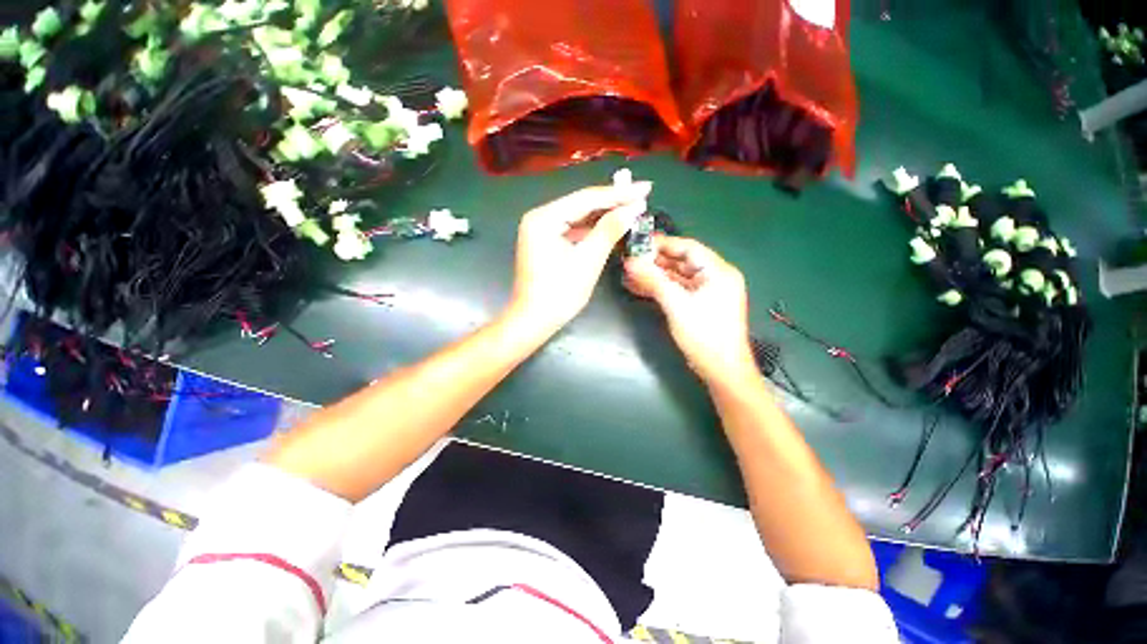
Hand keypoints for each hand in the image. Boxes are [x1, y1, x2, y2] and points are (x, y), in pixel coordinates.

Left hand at [510, 182, 651, 332]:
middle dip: (612, 202)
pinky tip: (611, 227)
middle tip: (642, 196)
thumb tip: (633, 208)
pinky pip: (573, 230)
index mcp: (544, 218)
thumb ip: (609, 231)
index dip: (618, 194)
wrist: (534, 320)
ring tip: (632, 209)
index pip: (586, 199)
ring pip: (578, 217)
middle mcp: (539, 217)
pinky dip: (592, 230)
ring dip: (604, 216)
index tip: (645, 188)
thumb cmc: (559, 293)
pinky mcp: (545, 242)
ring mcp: (541, 230)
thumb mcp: (587, 260)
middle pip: (581, 205)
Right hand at [623, 236, 755, 383]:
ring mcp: (707, 292)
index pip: (688, 247)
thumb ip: (653, 281)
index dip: (663, 244)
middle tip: (631, 259)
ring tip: (630, 273)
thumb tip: (630, 262)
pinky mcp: (699, 304)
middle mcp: (715, 277)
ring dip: (655, 275)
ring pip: (677, 276)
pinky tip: (640, 287)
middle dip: (656, 261)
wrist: (721, 370)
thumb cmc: (704, 335)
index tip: (639, 243)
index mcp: (718, 271)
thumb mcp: (677, 305)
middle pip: (682, 261)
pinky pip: (677, 290)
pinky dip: (660, 288)